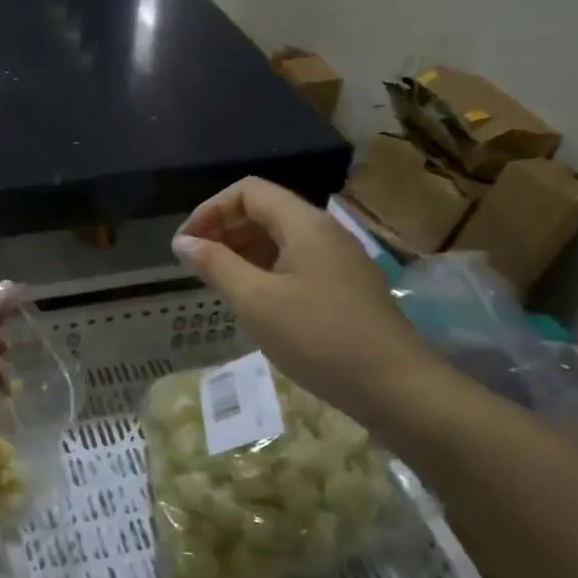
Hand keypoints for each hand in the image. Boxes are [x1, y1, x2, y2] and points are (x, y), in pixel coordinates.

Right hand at [172, 177, 444, 415]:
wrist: (395, 386)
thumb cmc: (318, 337)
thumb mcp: (255, 301)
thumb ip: (215, 265)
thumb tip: (182, 242)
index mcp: (304, 224)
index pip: (248, 191)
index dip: (210, 210)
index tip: (186, 244)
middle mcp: (324, 231)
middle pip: (265, 211)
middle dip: (224, 229)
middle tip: (195, 264)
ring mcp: (339, 260)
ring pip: (280, 238)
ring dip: (243, 251)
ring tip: (217, 282)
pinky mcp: (345, 287)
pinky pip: (296, 262)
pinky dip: (265, 270)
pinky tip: (253, 301)